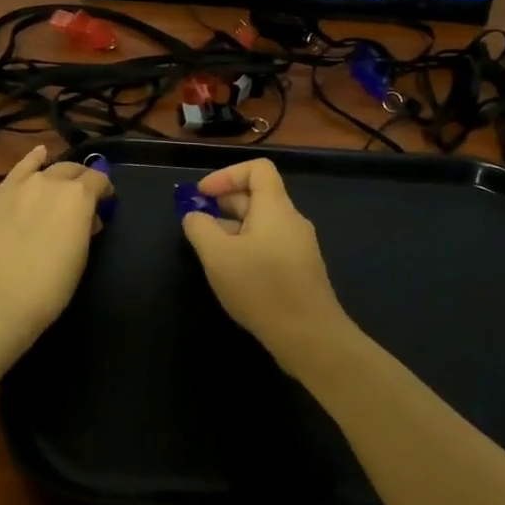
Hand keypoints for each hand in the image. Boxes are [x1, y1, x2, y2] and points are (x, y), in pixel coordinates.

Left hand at [0, 145, 112, 353]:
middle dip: (81, 180)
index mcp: (78, 196)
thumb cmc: (49, 287)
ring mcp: (18, 186)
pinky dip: (30, 162)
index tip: (105, 203)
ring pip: (44, 168)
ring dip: (56, 174)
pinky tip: (37, 156)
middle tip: (82, 199)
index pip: (98, 179)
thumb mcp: (80, 257)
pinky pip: (17, 172)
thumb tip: (86, 218)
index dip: (104, 190)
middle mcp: (50, 181)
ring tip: (59, 182)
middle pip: (72, 170)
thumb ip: (85, 228)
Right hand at [180, 158, 353, 368]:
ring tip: (210, 252)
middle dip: (224, 204)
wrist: (310, 336)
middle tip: (198, 224)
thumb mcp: (217, 255)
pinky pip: (269, 246)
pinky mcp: (300, 271)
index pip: (257, 169)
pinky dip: (247, 249)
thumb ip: (200, 228)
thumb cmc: (261, 287)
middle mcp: (291, 221)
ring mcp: (298, 247)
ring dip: (233, 229)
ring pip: (261, 225)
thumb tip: (194, 216)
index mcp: (275, 208)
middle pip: (258, 196)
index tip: (202, 195)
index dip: (227, 174)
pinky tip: (233, 275)